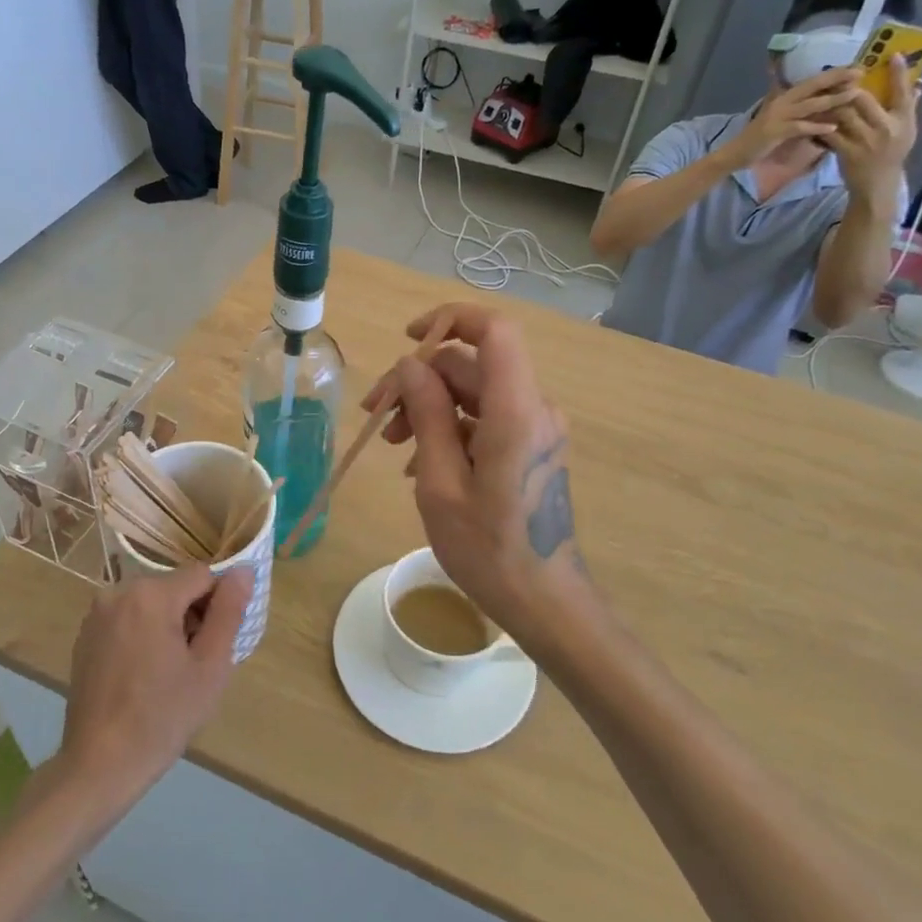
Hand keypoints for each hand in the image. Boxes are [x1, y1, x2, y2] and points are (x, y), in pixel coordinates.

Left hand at [59, 566, 249, 800]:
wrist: (100, 765)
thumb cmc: (163, 717)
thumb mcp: (210, 666)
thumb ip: (229, 611)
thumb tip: (244, 570)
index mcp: (151, 594)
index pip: (203, 575)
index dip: (218, 605)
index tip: (215, 643)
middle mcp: (118, 591)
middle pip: (175, 587)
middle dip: (192, 615)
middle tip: (194, 663)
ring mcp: (97, 614)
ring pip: (151, 603)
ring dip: (168, 625)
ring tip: (168, 672)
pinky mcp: (85, 636)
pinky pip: (128, 619)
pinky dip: (143, 635)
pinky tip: (143, 675)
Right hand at [361, 304, 586, 641]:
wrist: (546, 601)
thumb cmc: (489, 550)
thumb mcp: (441, 484)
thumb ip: (427, 416)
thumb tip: (410, 366)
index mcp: (515, 412)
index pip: (494, 330)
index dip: (449, 320)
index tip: (407, 340)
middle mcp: (533, 409)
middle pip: (472, 365)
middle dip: (420, 381)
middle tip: (376, 418)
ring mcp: (536, 429)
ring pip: (475, 392)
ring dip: (430, 408)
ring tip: (392, 445)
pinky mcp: (532, 448)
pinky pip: (487, 419)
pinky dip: (450, 428)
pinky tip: (420, 463)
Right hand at [726, 67, 862, 166]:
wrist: (735, 153)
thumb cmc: (758, 137)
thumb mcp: (776, 116)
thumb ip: (795, 107)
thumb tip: (816, 100)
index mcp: (783, 97)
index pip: (812, 81)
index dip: (833, 74)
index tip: (856, 66)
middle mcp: (781, 102)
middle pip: (813, 87)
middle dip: (837, 79)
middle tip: (860, 72)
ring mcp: (777, 116)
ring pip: (810, 105)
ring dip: (833, 99)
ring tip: (854, 95)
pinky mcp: (774, 132)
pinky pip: (799, 127)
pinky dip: (816, 127)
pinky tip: (832, 128)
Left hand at [823, 55, 916, 205]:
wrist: (877, 183)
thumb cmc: (893, 154)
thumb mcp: (908, 130)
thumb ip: (909, 108)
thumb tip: (916, 85)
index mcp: (904, 120)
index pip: (903, 92)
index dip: (898, 73)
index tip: (892, 55)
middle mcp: (885, 127)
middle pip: (864, 100)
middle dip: (849, 87)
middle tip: (838, 76)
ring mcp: (864, 140)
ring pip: (843, 114)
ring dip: (830, 103)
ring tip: (820, 93)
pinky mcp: (845, 151)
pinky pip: (828, 133)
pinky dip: (819, 124)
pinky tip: (810, 118)